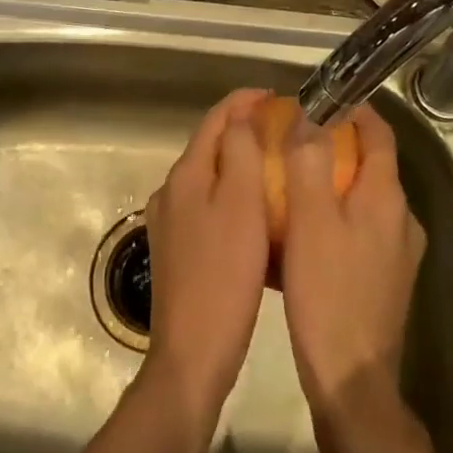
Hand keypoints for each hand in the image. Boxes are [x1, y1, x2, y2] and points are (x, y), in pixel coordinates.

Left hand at [142, 88, 271, 424]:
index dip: (245, 101)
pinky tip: (254, 212)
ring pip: (208, 176)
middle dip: (243, 130)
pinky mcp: (175, 250)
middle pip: (209, 145)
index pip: (215, 119)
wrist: (192, 355)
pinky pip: (206, 205)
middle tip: (283, 130)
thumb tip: (241, 116)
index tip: (278, 98)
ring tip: (275, 166)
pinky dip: (230, 194)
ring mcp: (169, 222)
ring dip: (238, 162)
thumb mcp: (240, 204)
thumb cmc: (224, 275)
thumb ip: (239, 151)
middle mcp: (170, 190)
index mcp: (185, 174)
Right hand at [279, 104, 426, 423]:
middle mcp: (402, 219)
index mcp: (387, 198)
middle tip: (297, 141)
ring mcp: (399, 253)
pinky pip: (362, 231)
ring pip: (366, 200)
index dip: (355, 110)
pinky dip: (337, 217)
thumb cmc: (329, 293)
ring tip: (294, 183)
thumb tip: (308, 116)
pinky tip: (305, 233)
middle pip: (372, 166)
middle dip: (338, 146)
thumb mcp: (310, 220)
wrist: (352, 381)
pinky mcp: (388, 280)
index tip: (323, 98)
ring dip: (335, 183)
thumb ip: (309, 162)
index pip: (379, 134)